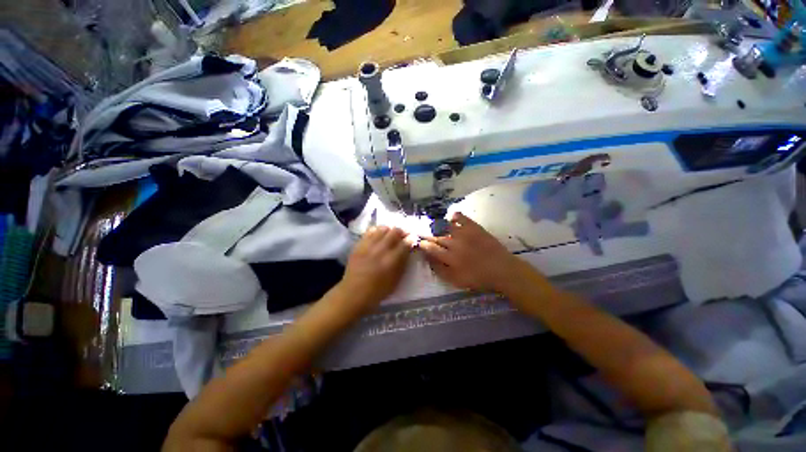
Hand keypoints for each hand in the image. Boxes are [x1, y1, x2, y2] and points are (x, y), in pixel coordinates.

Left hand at [340, 226, 412, 310]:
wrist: (354, 293)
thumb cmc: (378, 290)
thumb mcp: (396, 280)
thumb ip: (403, 263)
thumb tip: (409, 250)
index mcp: (392, 260)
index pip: (405, 243)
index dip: (411, 239)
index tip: (412, 239)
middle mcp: (381, 250)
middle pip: (395, 232)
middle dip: (401, 232)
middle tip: (402, 236)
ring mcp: (369, 245)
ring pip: (382, 229)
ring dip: (389, 230)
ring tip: (390, 234)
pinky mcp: (359, 245)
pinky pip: (369, 231)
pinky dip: (376, 231)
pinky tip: (378, 235)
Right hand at [419, 212, 531, 293]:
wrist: (502, 270)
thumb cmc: (478, 278)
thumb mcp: (456, 280)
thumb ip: (440, 270)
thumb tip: (428, 258)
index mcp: (449, 257)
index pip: (430, 248)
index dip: (423, 244)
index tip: (419, 243)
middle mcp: (454, 243)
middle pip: (436, 236)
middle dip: (426, 234)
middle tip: (421, 232)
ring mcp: (465, 234)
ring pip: (445, 226)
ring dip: (437, 225)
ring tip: (432, 225)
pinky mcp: (475, 228)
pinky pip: (462, 218)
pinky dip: (455, 216)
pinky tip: (451, 217)